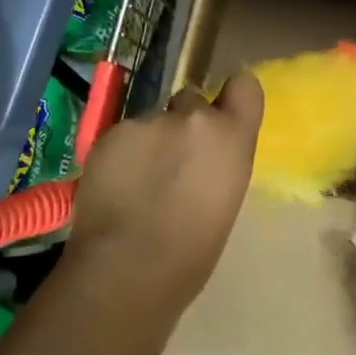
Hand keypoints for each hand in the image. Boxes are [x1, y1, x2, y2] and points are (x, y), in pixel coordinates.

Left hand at [65, 74, 263, 316]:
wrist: (126, 268)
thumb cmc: (190, 254)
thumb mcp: (225, 200)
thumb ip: (219, 161)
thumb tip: (206, 156)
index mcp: (231, 137)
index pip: (245, 86)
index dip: (232, 97)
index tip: (222, 115)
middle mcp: (193, 117)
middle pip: (192, 101)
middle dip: (183, 124)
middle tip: (172, 164)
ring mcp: (148, 120)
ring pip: (153, 121)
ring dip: (150, 143)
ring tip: (137, 184)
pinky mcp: (111, 132)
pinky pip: (123, 136)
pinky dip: (121, 155)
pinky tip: (115, 188)